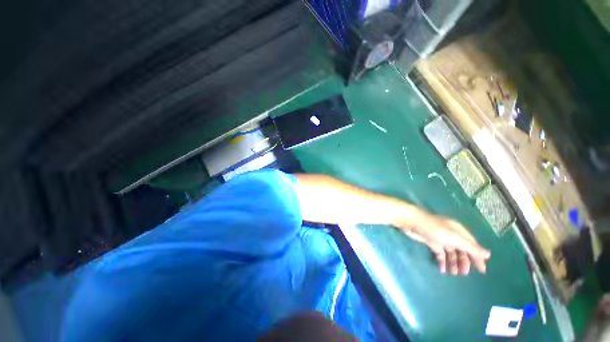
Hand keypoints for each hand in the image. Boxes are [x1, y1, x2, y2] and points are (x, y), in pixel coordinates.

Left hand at [396, 213, 490, 274]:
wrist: (413, 223)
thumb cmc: (435, 229)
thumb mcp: (456, 238)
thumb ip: (471, 247)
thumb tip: (489, 254)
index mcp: (460, 232)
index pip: (473, 246)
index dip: (477, 258)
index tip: (481, 271)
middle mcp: (452, 235)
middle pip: (462, 251)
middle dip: (464, 262)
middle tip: (463, 273)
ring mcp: (441, 239)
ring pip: (452, 253)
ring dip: (453, 263)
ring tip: (453, 273)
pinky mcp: (431, 242)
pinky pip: (440, 254)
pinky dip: (442, 261)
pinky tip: (442, 269)